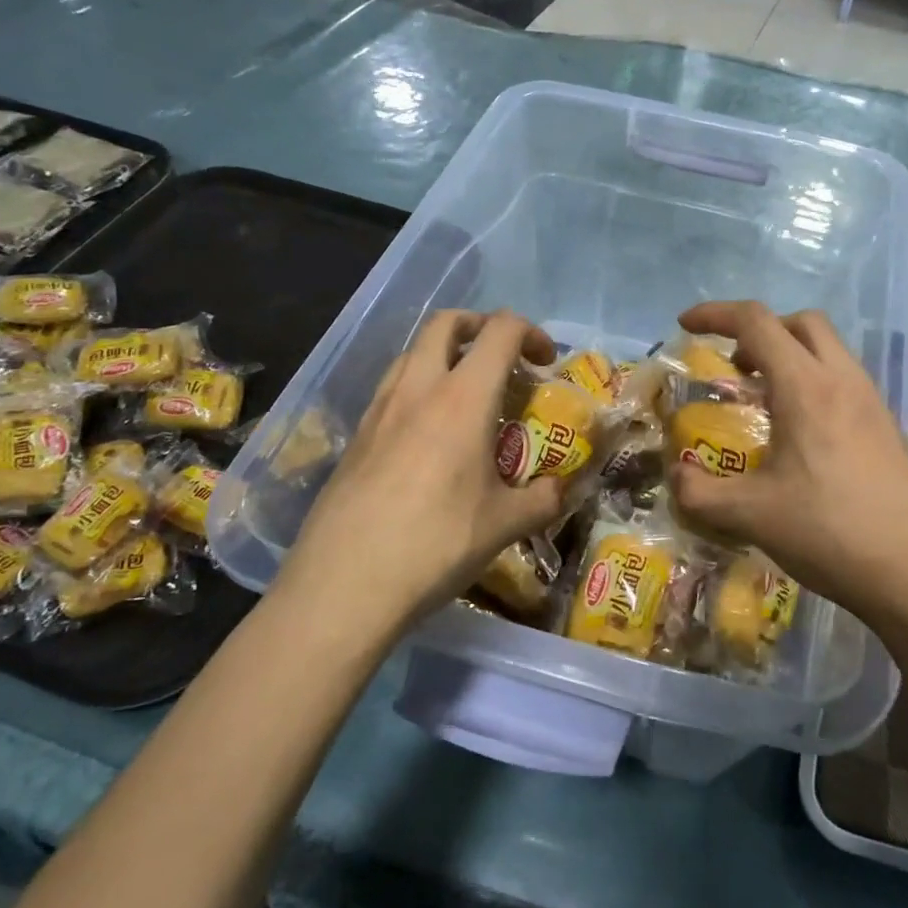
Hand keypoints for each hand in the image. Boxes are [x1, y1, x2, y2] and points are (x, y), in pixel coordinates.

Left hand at [277, 310, 565, 630]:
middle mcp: (418, 388)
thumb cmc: (436, 544)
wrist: (344, 584)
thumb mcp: (505, 525)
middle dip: (480, 327)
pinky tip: (429, 437)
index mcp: (463, 398)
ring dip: (445, 354)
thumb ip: (544, 499)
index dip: (530, 333)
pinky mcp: (355, 435)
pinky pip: (392, 389)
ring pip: (412, 352)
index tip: (545, 362)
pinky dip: (418, 388)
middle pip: (446, 323)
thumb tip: (563, 489)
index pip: (500, 331)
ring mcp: (379, 409)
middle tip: (502, 359)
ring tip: (466, 396)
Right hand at [668, 301, 907, 643]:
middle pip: (801, 323)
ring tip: (763, 402)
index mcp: (806, 388)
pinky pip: (844, 380)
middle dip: (760, 330)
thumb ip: (699, 493)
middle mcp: (842, 381)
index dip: (715, 314)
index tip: (686, 325)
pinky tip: (800, 434)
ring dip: (790, 356)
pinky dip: (813, 382)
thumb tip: (675, 478)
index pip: (756, 323)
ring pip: (828, 349)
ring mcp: (872, 403)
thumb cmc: (830, 533)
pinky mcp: (888, 427)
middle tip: (734, 366)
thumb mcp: (750, 516)